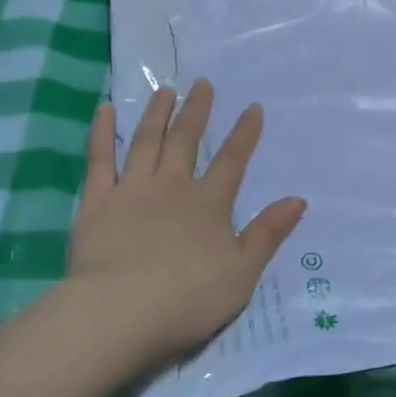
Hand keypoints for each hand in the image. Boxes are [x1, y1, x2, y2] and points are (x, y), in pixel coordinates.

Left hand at [68, 79, 306, 369]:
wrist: (121, 312)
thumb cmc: (188, 298)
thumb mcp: (242, 271)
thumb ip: (268, 233)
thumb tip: (298, 199)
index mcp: (209, 204)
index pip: (232, 161)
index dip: (244, 134)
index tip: (252, 107)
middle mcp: (172, 187)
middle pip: (186, 141)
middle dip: (197, 111)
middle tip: (202, 83)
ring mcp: (132, 190)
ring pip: (146, 142)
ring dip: (156, 114)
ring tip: (164, 91)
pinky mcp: (97, 202)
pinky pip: (99, 159)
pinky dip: (102, 133)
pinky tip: (103, 111)